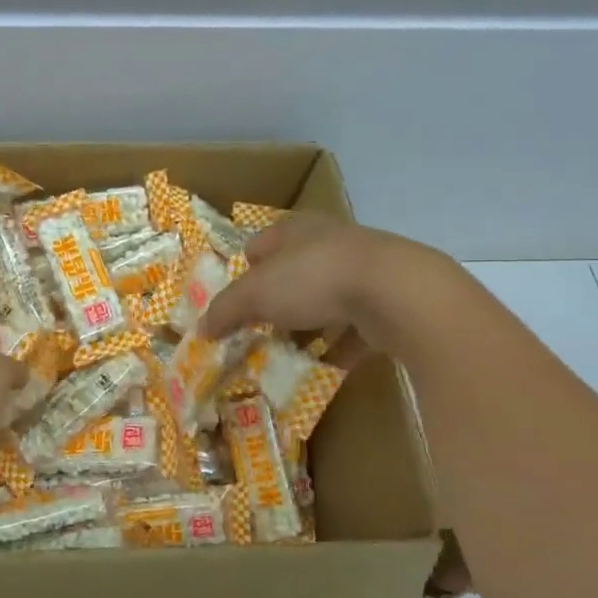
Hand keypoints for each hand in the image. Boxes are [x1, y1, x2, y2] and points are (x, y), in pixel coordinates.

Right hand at [200, 215, 451, 359]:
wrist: (396, 293)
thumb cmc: (314, 278)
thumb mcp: (256, 293)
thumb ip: (226, 310)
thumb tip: (201, 328)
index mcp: (296, 230)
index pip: (261, 244)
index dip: (245, 270)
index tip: (236, 301)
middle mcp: (330, 243)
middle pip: (293, 273)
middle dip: (276, 302)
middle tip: (258, 330)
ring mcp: (363, 272)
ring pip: (325, 300)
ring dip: (308, 325)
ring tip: (288, 353)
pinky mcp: (388, 302)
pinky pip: (354, 328)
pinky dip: (339, 347)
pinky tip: (324, 368)